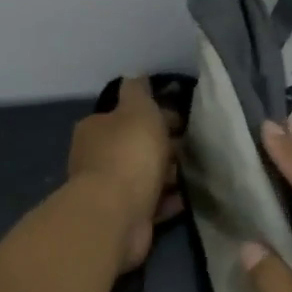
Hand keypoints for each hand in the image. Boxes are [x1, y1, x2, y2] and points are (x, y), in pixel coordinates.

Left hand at [67, 77, 182, 272]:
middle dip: (161, 145)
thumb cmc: (129, 154)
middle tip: (193, 146)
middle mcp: (97, 158)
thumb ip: (138, 91)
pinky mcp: (126, 216)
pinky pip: (152, 203)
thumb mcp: (138, 110)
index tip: (181, 119)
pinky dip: (169, 200)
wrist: (117, 214)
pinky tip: (189, 197)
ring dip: (166, 174)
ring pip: (144, 176)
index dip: (153, 114)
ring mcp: (110, 190)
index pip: (125, 115)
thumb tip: (136, 75)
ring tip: (195, 171)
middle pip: (134, 146)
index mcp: (96, 128)